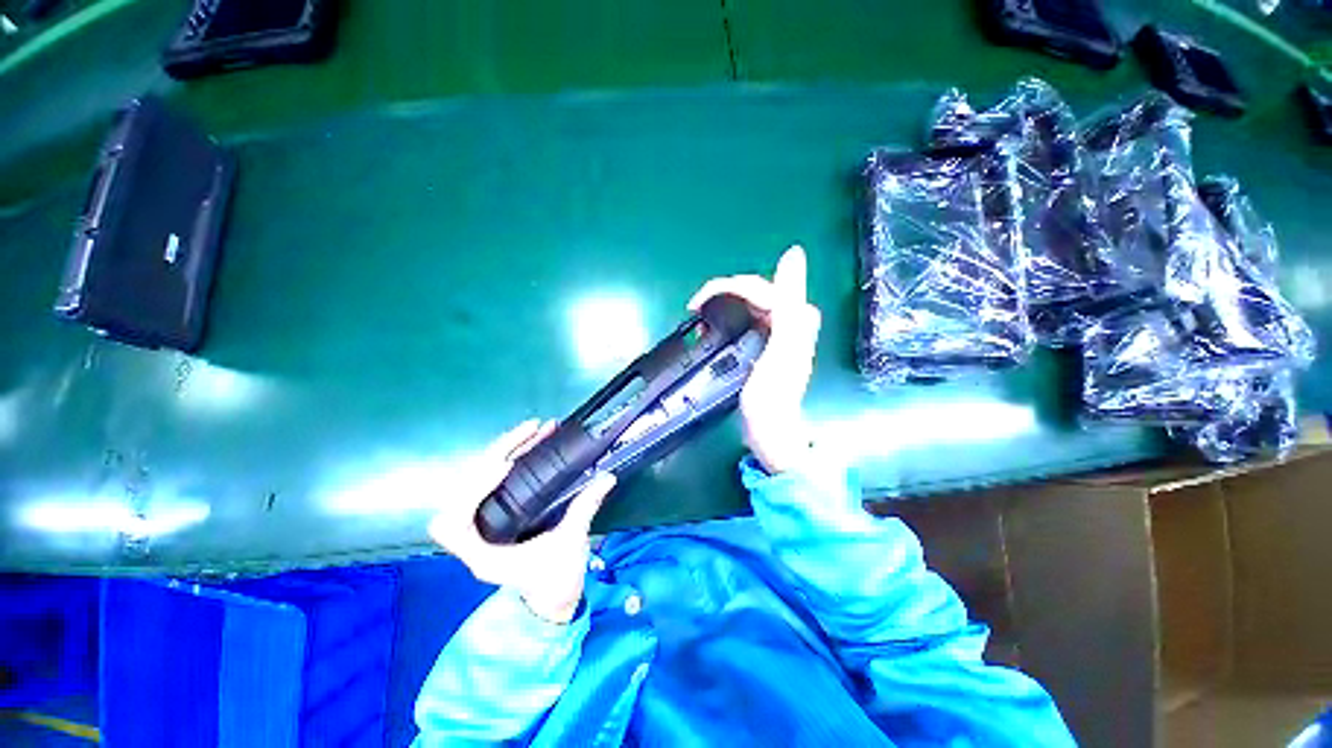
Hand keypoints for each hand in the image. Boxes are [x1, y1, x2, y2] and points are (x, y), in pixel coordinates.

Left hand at [428, 420, 615, 623]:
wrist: (552, 599)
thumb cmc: (556, 581)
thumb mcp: (571, 545)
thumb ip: (584, 510)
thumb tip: (607, 478)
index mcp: (485, 554)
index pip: (456, 521)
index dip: (474, 490)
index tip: (506, 466)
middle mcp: (476, 537)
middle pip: (465, 488)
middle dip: (495, 453)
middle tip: (530, 430)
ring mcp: (484, 523)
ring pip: (476, 480)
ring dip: (502, 450)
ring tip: (534, 429)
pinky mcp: (496, 513)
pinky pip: (491, 480)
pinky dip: (508, 458)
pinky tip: (530, 443)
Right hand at [689, 246, 820, 473]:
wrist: (771, 432)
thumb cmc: (772, 396)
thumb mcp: (782, 350)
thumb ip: (789, 304)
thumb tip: (794, 253)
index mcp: (795, 316)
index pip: (760, 287)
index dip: (728, 287)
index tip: (698, 302)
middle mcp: (789, 318)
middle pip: (754, 291)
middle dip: (723, 293)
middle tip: (695, 306)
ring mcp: (777, 331)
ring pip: (748, 302)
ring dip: (722, 303)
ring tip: (700, 313)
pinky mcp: (765, 343)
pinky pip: (745, 317)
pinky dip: (726, 317)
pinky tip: (712, 324)